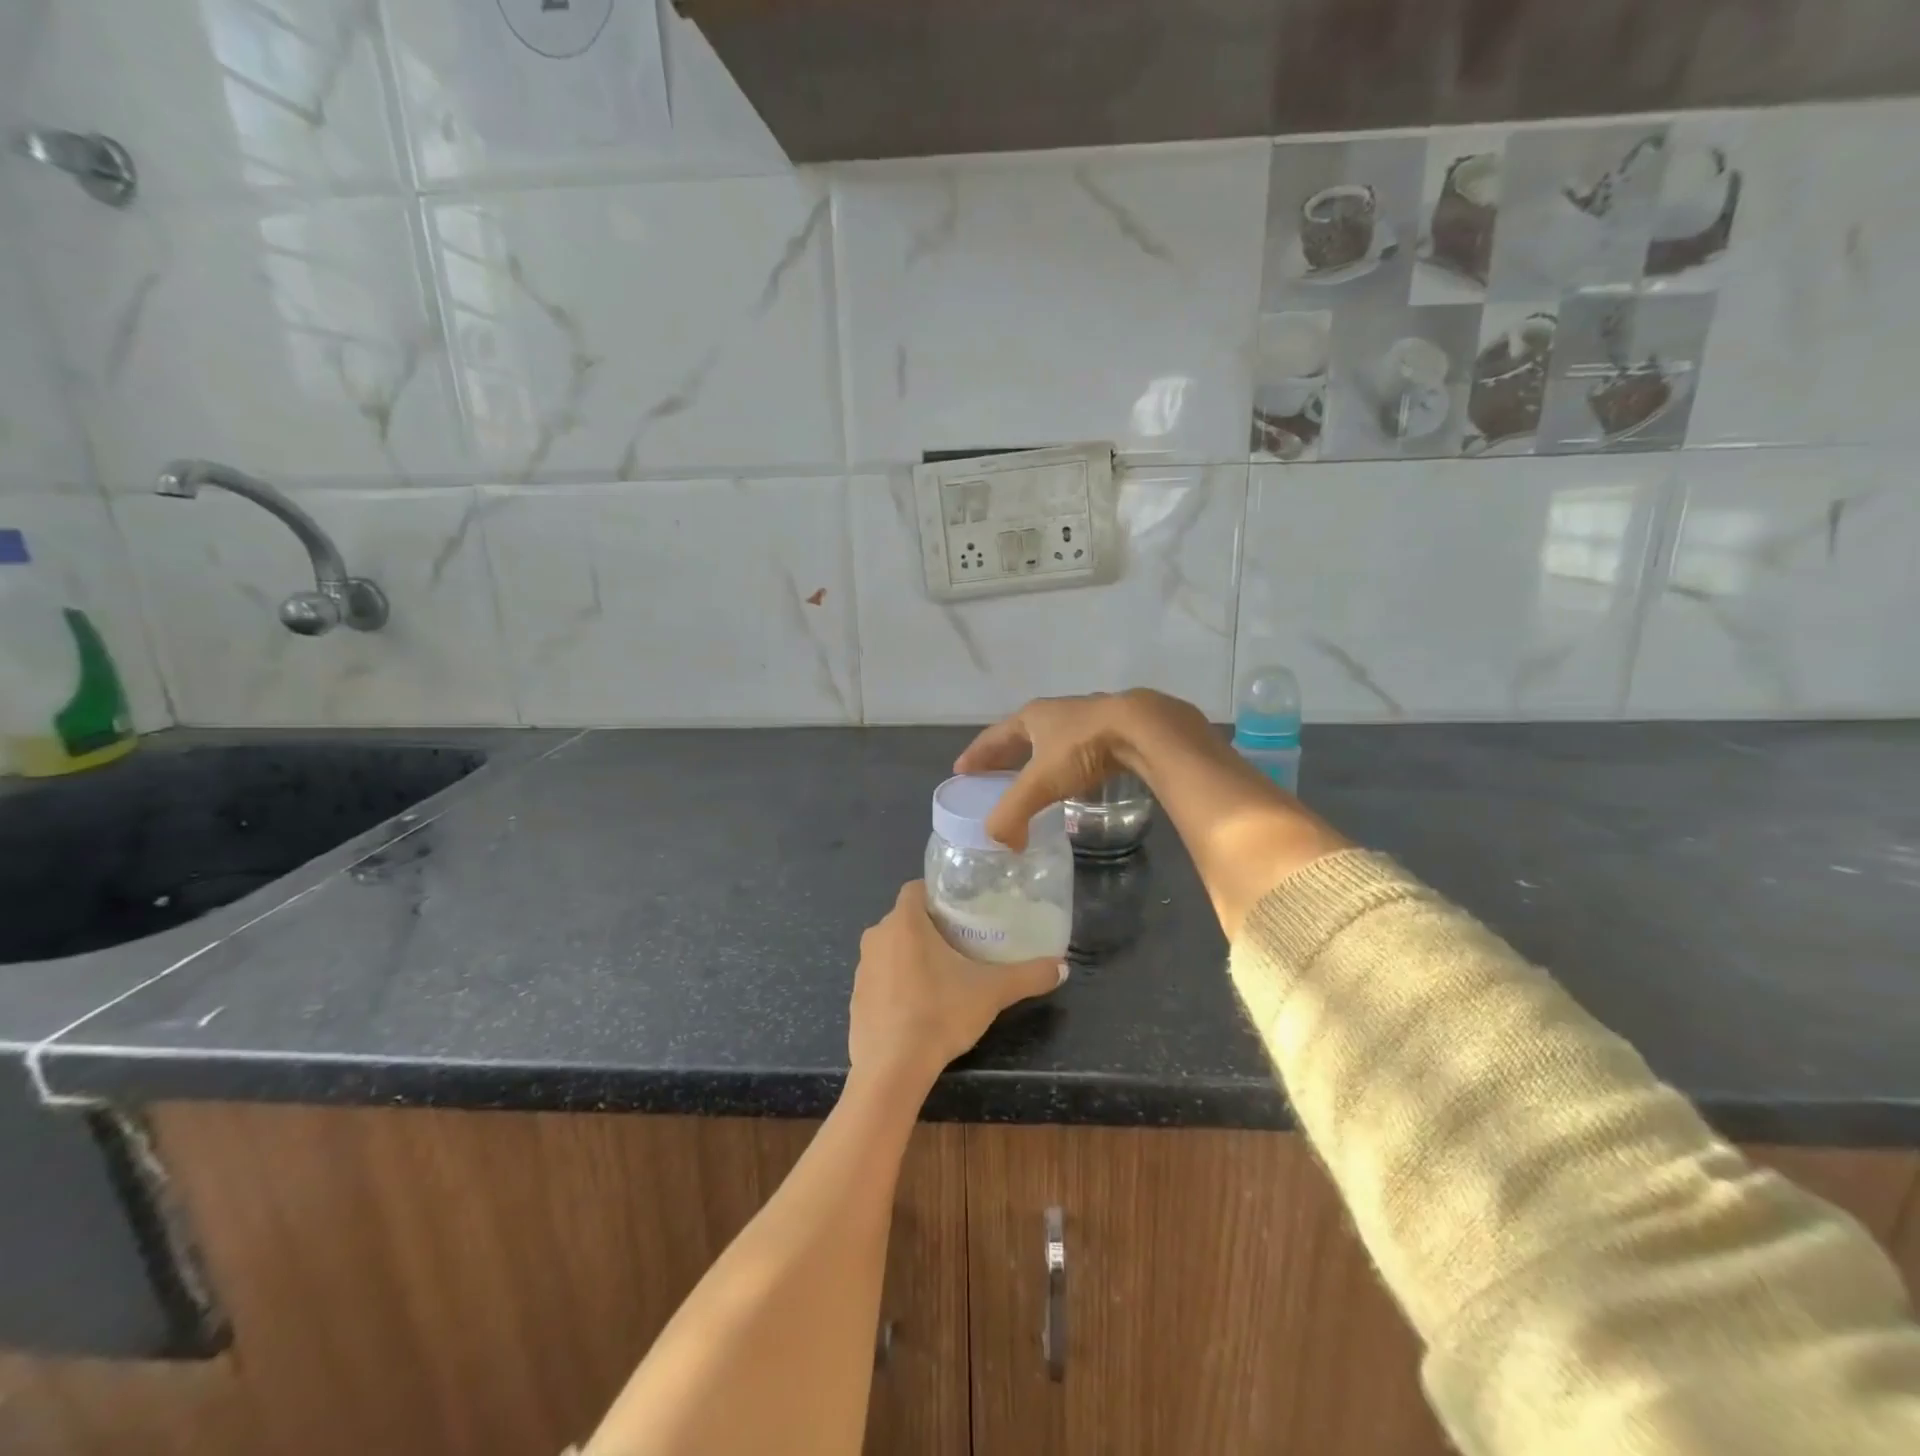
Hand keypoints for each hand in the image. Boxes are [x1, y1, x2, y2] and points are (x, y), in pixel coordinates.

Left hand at [850, 881, 1064, 1085]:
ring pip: (891, 948)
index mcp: (904, 922)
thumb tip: (1062, 967)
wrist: (891, 1070)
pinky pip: (881, 978)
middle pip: (905, 919)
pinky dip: (898, 984)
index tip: (962, 910)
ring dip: (912, 955)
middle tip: (962, 943)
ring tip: (943, 974)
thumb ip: (1028, 976)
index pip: (916, 889)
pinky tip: (919, 1006)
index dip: (938, 895)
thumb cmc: (939, 1014)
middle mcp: (877, 937)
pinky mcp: (855, 999)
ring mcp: (862, 969)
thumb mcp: (992, 992)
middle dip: (930, 927)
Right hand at [955, 689, 1215, 849]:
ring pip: (1053, 739)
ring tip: (1032, 778)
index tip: (961, 771)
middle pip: (1022, 735)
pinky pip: (1081, 747)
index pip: (994, 737)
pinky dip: (1069, 763)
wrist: (1143, 730)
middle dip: (1005, 756)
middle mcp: (1056, 712)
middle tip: (992, 776)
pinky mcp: (1116, 728)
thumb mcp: (1041, 783)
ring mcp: (1088, 717)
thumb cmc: (1083, 749)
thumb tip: (1000, 841)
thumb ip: (1013, 813)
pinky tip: (1076, 778)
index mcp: (1032, 717)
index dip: (977, 755)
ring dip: (1039, 757)